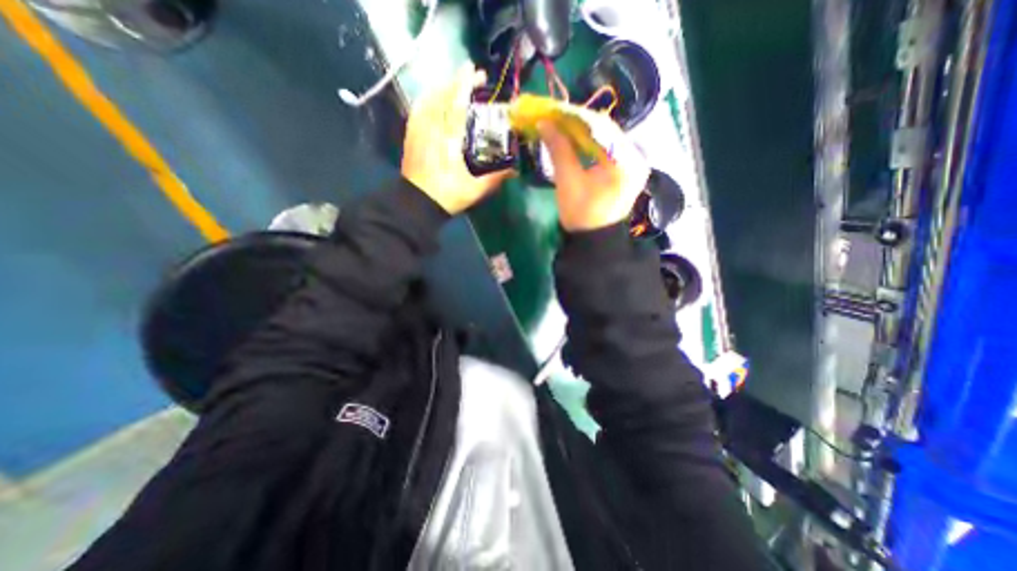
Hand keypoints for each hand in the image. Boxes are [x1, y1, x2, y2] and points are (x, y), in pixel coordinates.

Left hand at [401, 63, 517, 213]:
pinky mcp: (411, 136)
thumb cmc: (447, 196)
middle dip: (457, 81)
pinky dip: (427, 98)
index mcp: (450, 140)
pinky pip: (417, 109)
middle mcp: (433, 129)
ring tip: (454, 84)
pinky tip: (433, 97)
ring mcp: (419, 131)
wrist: (417, 204)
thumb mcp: (475, 190)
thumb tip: (514, 171)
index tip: (476, 72)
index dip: (466, 85)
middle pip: (442, 96)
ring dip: (442, 87)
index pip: (457, 105)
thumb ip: (495, 179)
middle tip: (472, 75)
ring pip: (429, 99)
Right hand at [536, 114, 647, 230]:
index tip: (554, 111)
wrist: (593, 240)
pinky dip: (590, 144)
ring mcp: (633, 163)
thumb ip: (558, 149)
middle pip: (605, 130)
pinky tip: (575, 141)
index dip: (576, 117)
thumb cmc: (581, 214)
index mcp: (626, 160)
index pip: (602, 126)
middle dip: (578, 124)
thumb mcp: (568, 181)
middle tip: (555, 118)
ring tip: (562, 127)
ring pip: (605, 138)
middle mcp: (636, 156)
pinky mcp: (626, 169)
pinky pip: (607, 148)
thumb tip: (544, 123)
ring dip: (583, 133)